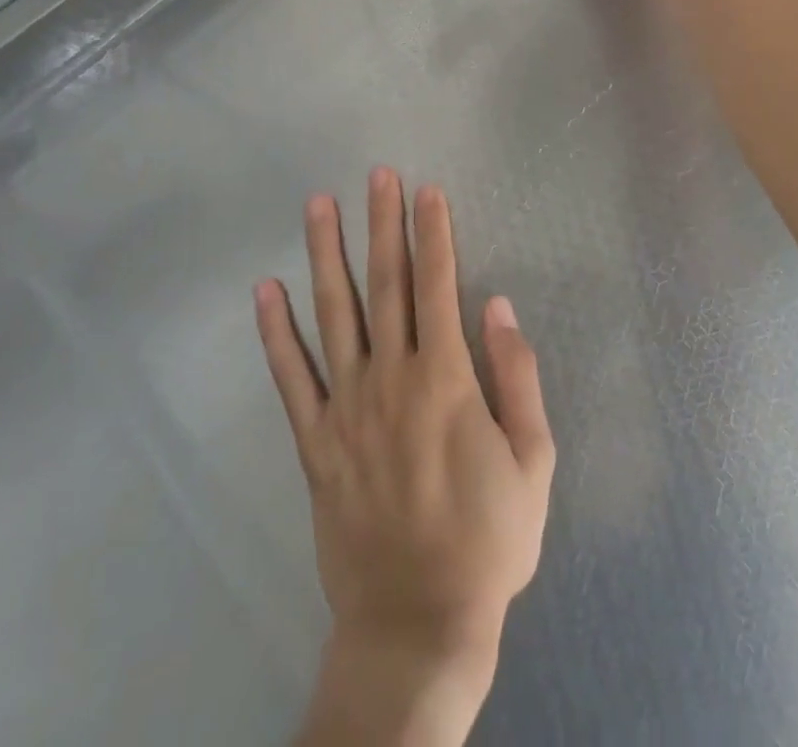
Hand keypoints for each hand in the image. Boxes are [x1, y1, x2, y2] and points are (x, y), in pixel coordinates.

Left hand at [256, 168, 554, 746]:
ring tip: (318, 205)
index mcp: (446, 379)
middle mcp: (391, 377)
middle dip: (383, 222)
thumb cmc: (488, 539)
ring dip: (326, 254)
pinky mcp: (315, 441)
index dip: (434, 232)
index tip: (428, 189)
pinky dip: (275, 332)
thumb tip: (498, 306)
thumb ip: (517, 377)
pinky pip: (290, 378)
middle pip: (386, 283)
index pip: (439, 284)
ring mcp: (346, 407)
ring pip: (334, 313)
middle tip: (378, 173)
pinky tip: (264, 290)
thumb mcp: (534, 461)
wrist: (418, 623)